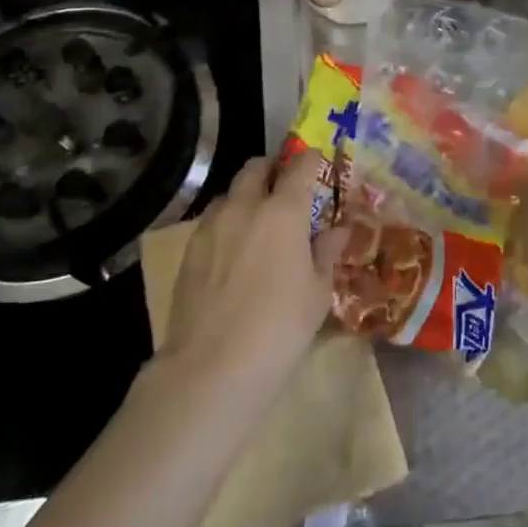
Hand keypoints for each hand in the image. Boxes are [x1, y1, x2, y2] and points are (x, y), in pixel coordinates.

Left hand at [163, 151, 342, 385]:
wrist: (212, 366)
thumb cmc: (280, 327)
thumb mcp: (317, 292)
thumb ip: (327, 252)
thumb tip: (338, 230)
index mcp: (284, 211)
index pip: (300, 167)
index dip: (310, 160)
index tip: (317, 163)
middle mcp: (245, 206)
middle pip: (256, 168)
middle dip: (272, 170)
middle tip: (285, 190)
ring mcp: (211, 225)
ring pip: (230, 193)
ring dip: (246, 196)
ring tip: (257, 223)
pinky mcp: (189, 249)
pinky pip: (212, 220)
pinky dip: (227, 222)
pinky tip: (234, 252)